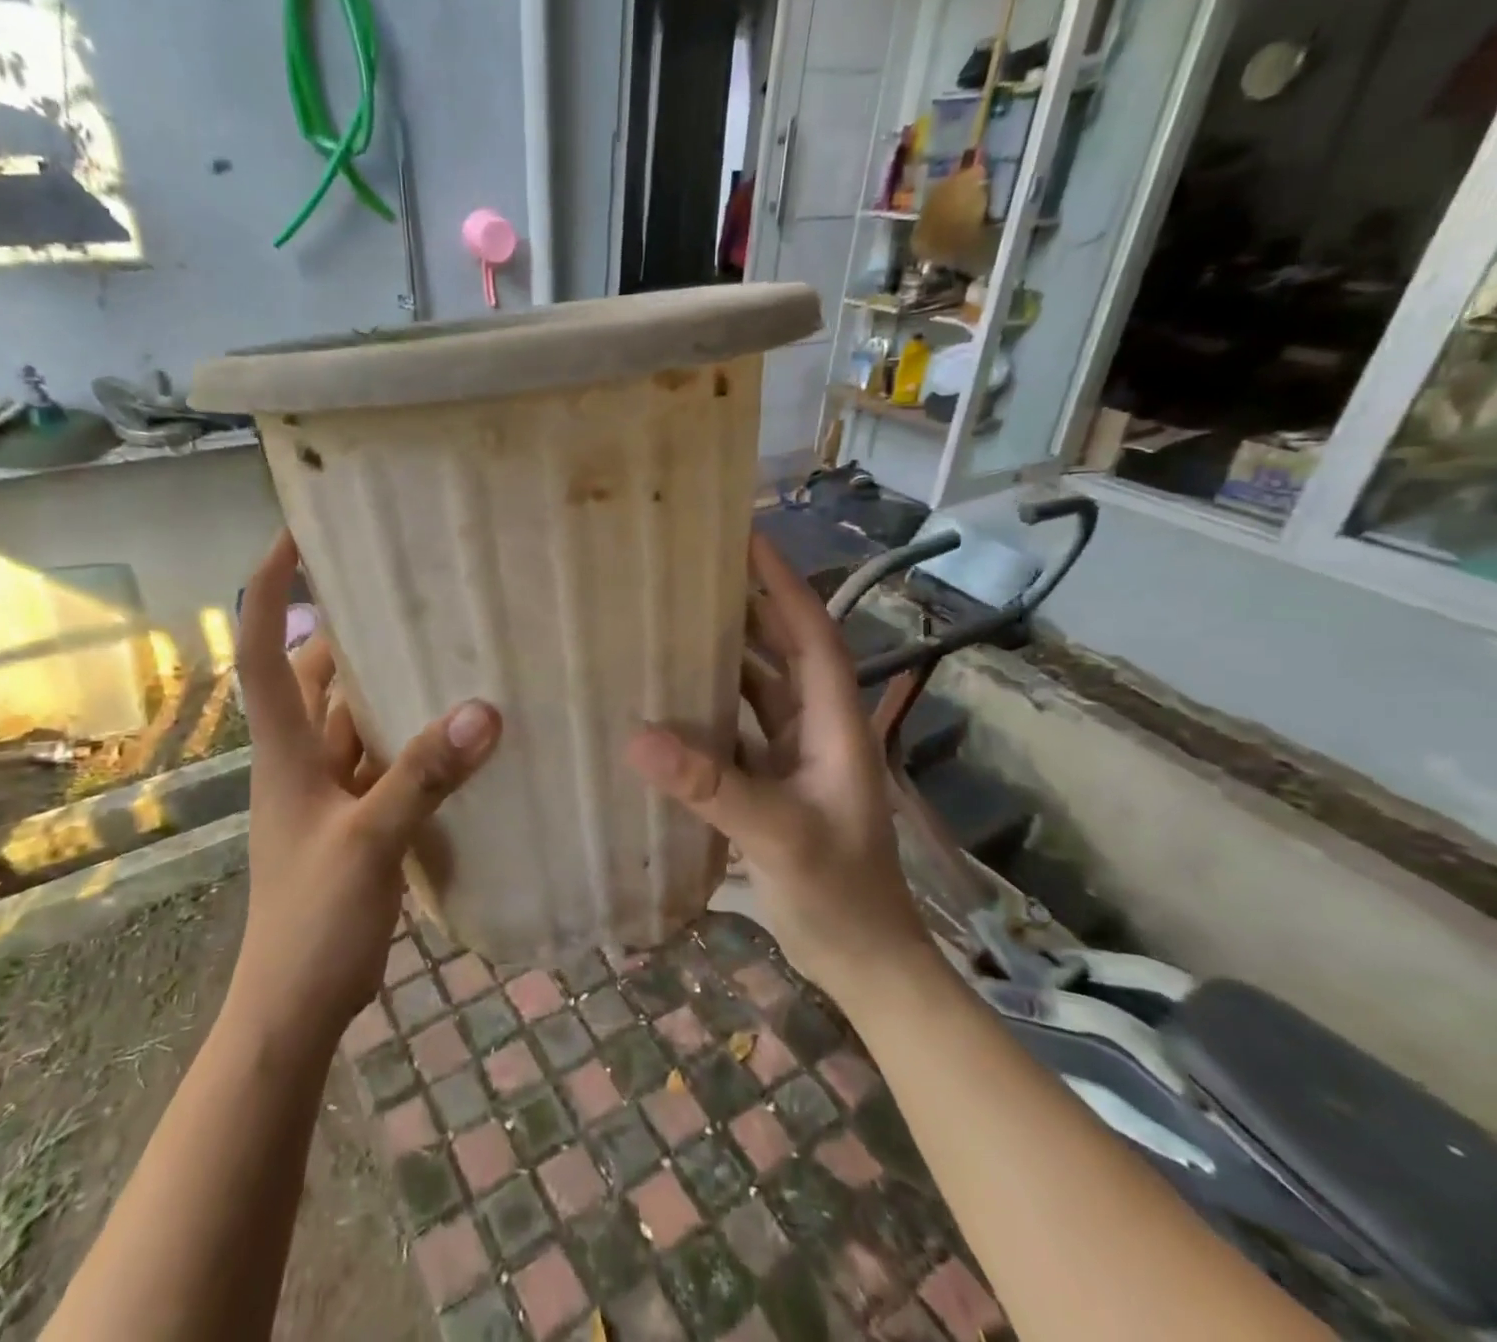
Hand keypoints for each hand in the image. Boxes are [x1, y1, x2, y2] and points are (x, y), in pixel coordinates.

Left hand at [231, 533, 501, 1038]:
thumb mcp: (368, 842)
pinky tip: (459, 729)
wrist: (295, 1005)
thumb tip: (485, 711)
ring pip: (356, 716)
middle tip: (405, 586)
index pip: (261, 645)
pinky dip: (414, 739)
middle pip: (316, 672)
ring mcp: (329, 788)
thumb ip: (423, 776)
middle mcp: (300, 756)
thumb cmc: (311, 919)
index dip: (269, 585)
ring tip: (445, 644)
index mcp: (283, 747)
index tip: (296, 533)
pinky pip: (385, 758)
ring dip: (389, 684)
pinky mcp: (357, 816)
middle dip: (349, 627)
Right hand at [624, 533, 926, 989]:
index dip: (782, 584)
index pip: (811, 633)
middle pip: (783, 650)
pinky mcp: (773, 783)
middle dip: (748, 606)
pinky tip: (669, 701)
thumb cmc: (840, 894)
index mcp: (834, 723)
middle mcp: (817, 728)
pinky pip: (738, 729)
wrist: (864, 962)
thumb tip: (638, 736)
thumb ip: (712, 787)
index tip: (746, 539)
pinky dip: (710, 708)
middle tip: (695, 571)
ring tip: (674, 621)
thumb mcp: (778, 836)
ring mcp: (795, 756)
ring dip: (725, 655)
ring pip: (758, 688)